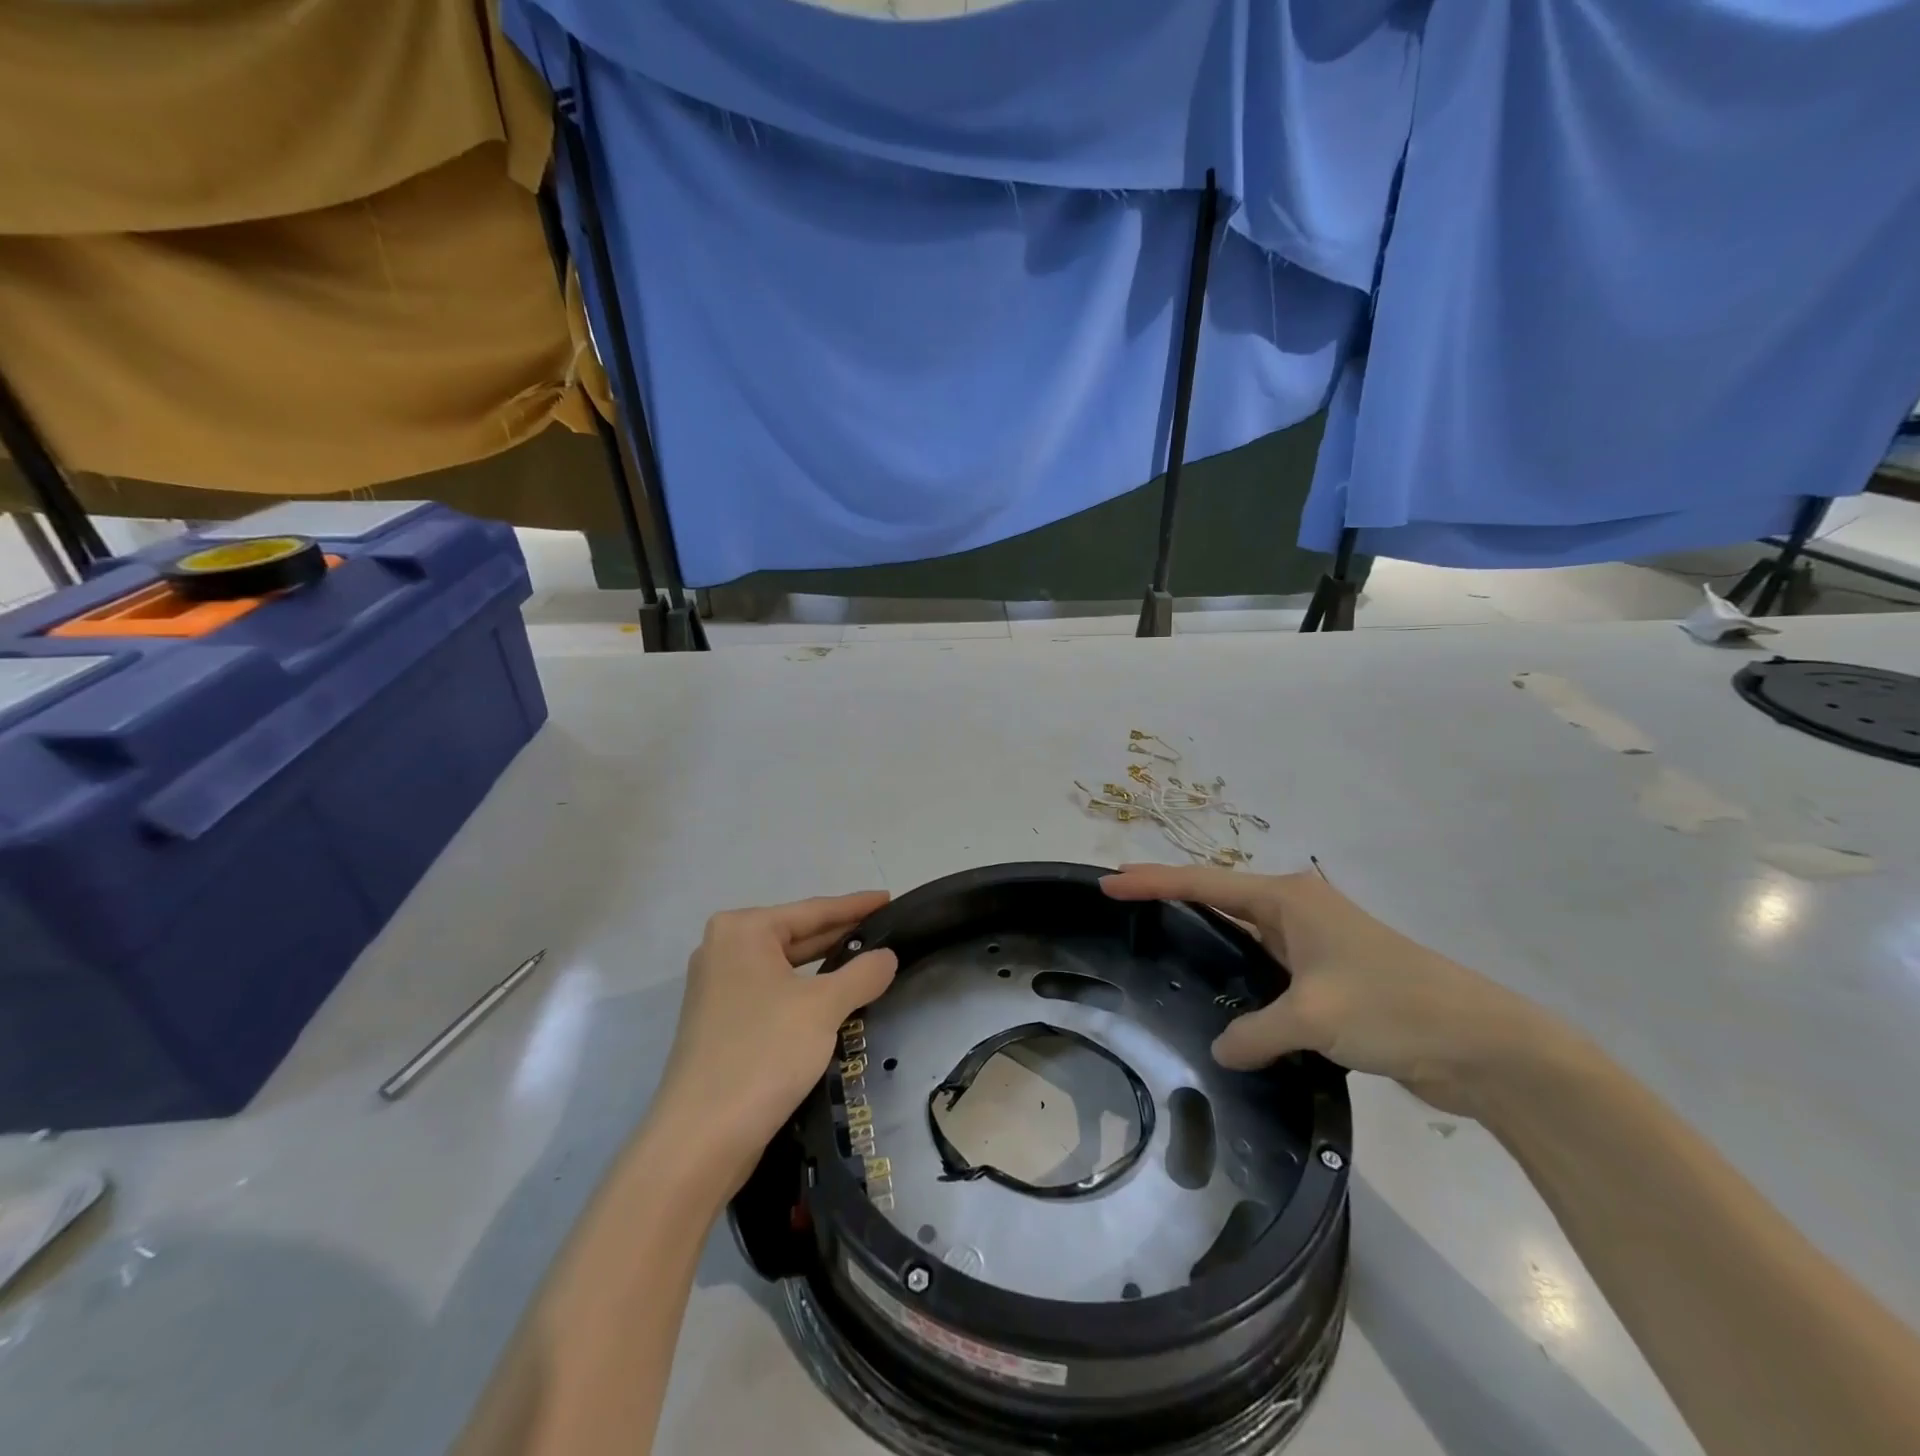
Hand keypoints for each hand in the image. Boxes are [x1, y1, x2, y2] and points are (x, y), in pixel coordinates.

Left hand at [656, 892, 898, 1195]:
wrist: (701, 1139)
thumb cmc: (763, 1053)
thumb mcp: (823, 1007)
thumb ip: (862, 974)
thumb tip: (887, 956)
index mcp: (743, 931)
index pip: (812, 910)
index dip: (855, 906)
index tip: (890, 899)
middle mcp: (724, 950)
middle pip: (796, 935)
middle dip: (841, 935)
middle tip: (886, 931)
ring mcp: (718, 988)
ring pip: (786, 967)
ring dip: (825, 967)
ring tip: (869, 963)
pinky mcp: (721, 1023)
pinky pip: (774, 993)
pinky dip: (805, 992)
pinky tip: (835, 1000)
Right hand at [1102, 864, 1552, 1113]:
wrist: (1482, 1044)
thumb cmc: (1392, 1007)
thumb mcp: (1313, 1017)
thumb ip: (1254, 1032)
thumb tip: (1222, 1050)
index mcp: (1288, 900)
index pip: (1204, 883)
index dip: (1152, 881)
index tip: (1109, 882)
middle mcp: (1297, 911)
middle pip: (1218, 898)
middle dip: (1170, 897)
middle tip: (1123, 906)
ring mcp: (1315, 943)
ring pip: (1243, 933)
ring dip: (1205, 935)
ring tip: (1159, 943)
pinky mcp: (1329, 977)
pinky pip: (1266, 966)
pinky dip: (1238, 972)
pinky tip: (1220, 996)